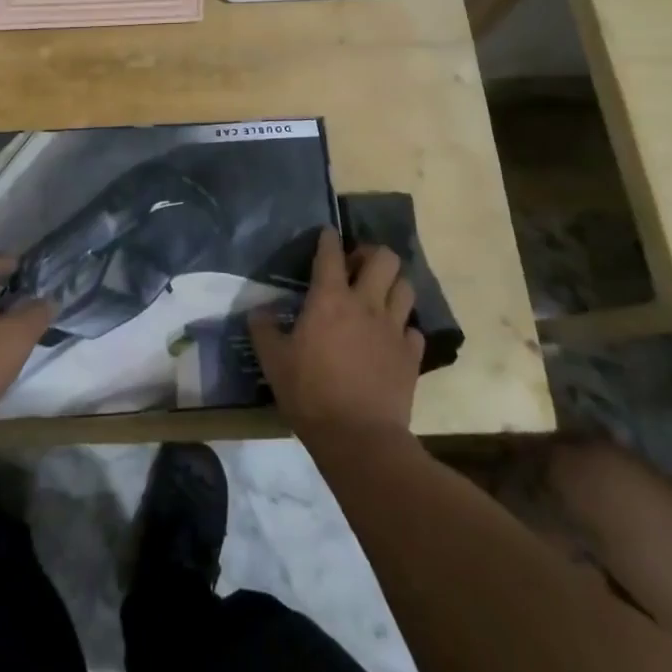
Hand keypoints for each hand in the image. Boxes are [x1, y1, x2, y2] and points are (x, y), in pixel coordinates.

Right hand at [250, 228, 423, 442]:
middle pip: (384, 258)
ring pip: (405, 287)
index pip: (330, 253)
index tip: (327, 234)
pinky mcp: (411, 355)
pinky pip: (414, 329)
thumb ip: (263, 331)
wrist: (359, 438)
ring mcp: (393, 328)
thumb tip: (257, 312)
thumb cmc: (310, 394)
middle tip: (357, 267)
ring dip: (392, 285)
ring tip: (379, 296)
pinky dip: (404, 328)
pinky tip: (392, 338)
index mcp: (329, 299)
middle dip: (372, 254)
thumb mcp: (274, 362)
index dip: (329, 238)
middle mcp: (365, 303)